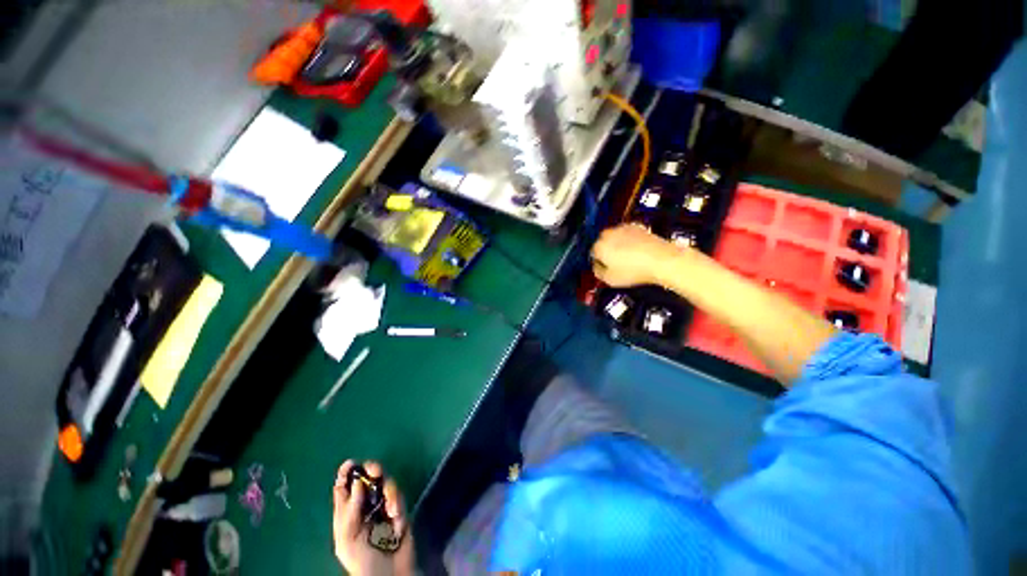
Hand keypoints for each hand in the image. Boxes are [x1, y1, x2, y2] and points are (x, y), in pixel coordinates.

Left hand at [333, 461, 414, 575]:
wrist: (389, 575)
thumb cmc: (362, 561)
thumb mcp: (347, 540)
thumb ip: (350, 511)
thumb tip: (357, 482)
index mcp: (347, 514)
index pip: (344, 488)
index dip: (346, 474)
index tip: (350, 463)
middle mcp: (365, 507)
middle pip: (368, 480)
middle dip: (372, 471)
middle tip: (376, 470)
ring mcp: (383, 507)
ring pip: (386, 484)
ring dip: (389, 491)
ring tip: (391, 509)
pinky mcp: (399, 510)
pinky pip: (399, 497)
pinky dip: (397, 503)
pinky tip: (396, 517)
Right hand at [590, 224, 679, 287]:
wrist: (661, 260)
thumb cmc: (635, 270)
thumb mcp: (610, 279)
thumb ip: (598, 272)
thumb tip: (597, 267)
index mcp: (599, 246)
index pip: (592, 253)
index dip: (598, 262)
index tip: (604, 268)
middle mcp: (609, 234)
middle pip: (602, 243)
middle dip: (607, 251)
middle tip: (615, 264)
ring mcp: (623, 228)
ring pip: (615, 238)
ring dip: (618, 245)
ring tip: (628, 259)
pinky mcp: (637, 226)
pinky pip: (628, 235)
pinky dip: (630, 241)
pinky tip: (636, 252)